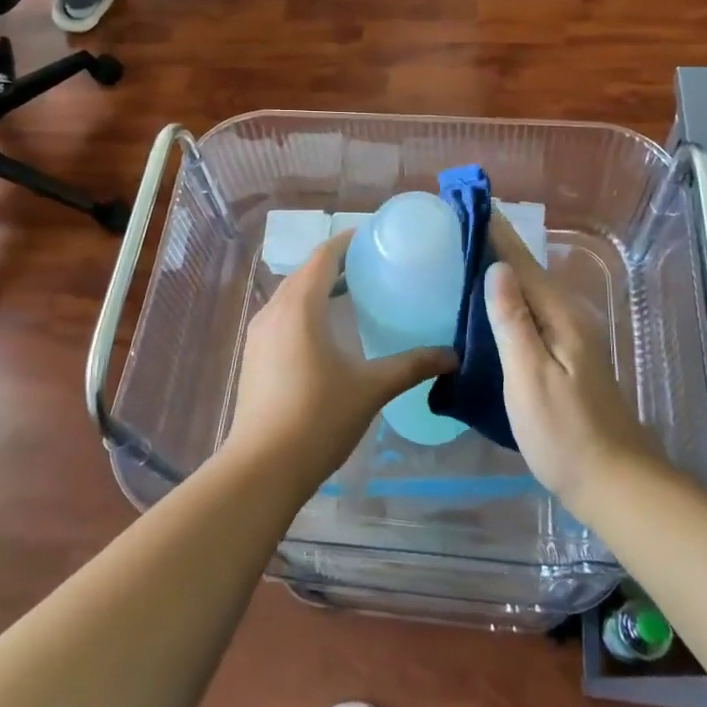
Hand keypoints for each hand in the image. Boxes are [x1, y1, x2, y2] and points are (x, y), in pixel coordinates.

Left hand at [225, 230, 455, 494]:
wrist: (262, 468)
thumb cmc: (318, 419)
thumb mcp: (370, 389)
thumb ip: (411, 366)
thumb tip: (452, 356)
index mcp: (300, 307)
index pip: (323, 257)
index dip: (347, 242)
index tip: (375, 239)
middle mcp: (274, 311)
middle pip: (305, 273)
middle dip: (336, 264)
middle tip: (373, 266)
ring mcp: (259, 334)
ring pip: (291, 295)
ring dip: (319, 288)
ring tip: (354, 294)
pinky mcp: (254, 356)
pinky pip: (282, 316)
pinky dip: (305, 310)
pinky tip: (327, 332)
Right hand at [485, 215, 664, 507]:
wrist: (613, 481)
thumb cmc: (564, 433)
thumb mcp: (530, 377)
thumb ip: (513, 322)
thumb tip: (498, 268)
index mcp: (560, 317)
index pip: (522, 264)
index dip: (497, 234)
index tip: (472, 202)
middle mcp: (569, 319)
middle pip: (528, 272)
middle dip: (498, 245)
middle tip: (461, 225)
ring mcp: (571, 339)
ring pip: (531, 292)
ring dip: (503, 270)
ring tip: (470, 253)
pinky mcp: (566, 357)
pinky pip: (532, 313)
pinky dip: (510, 299)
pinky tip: (493, 305)